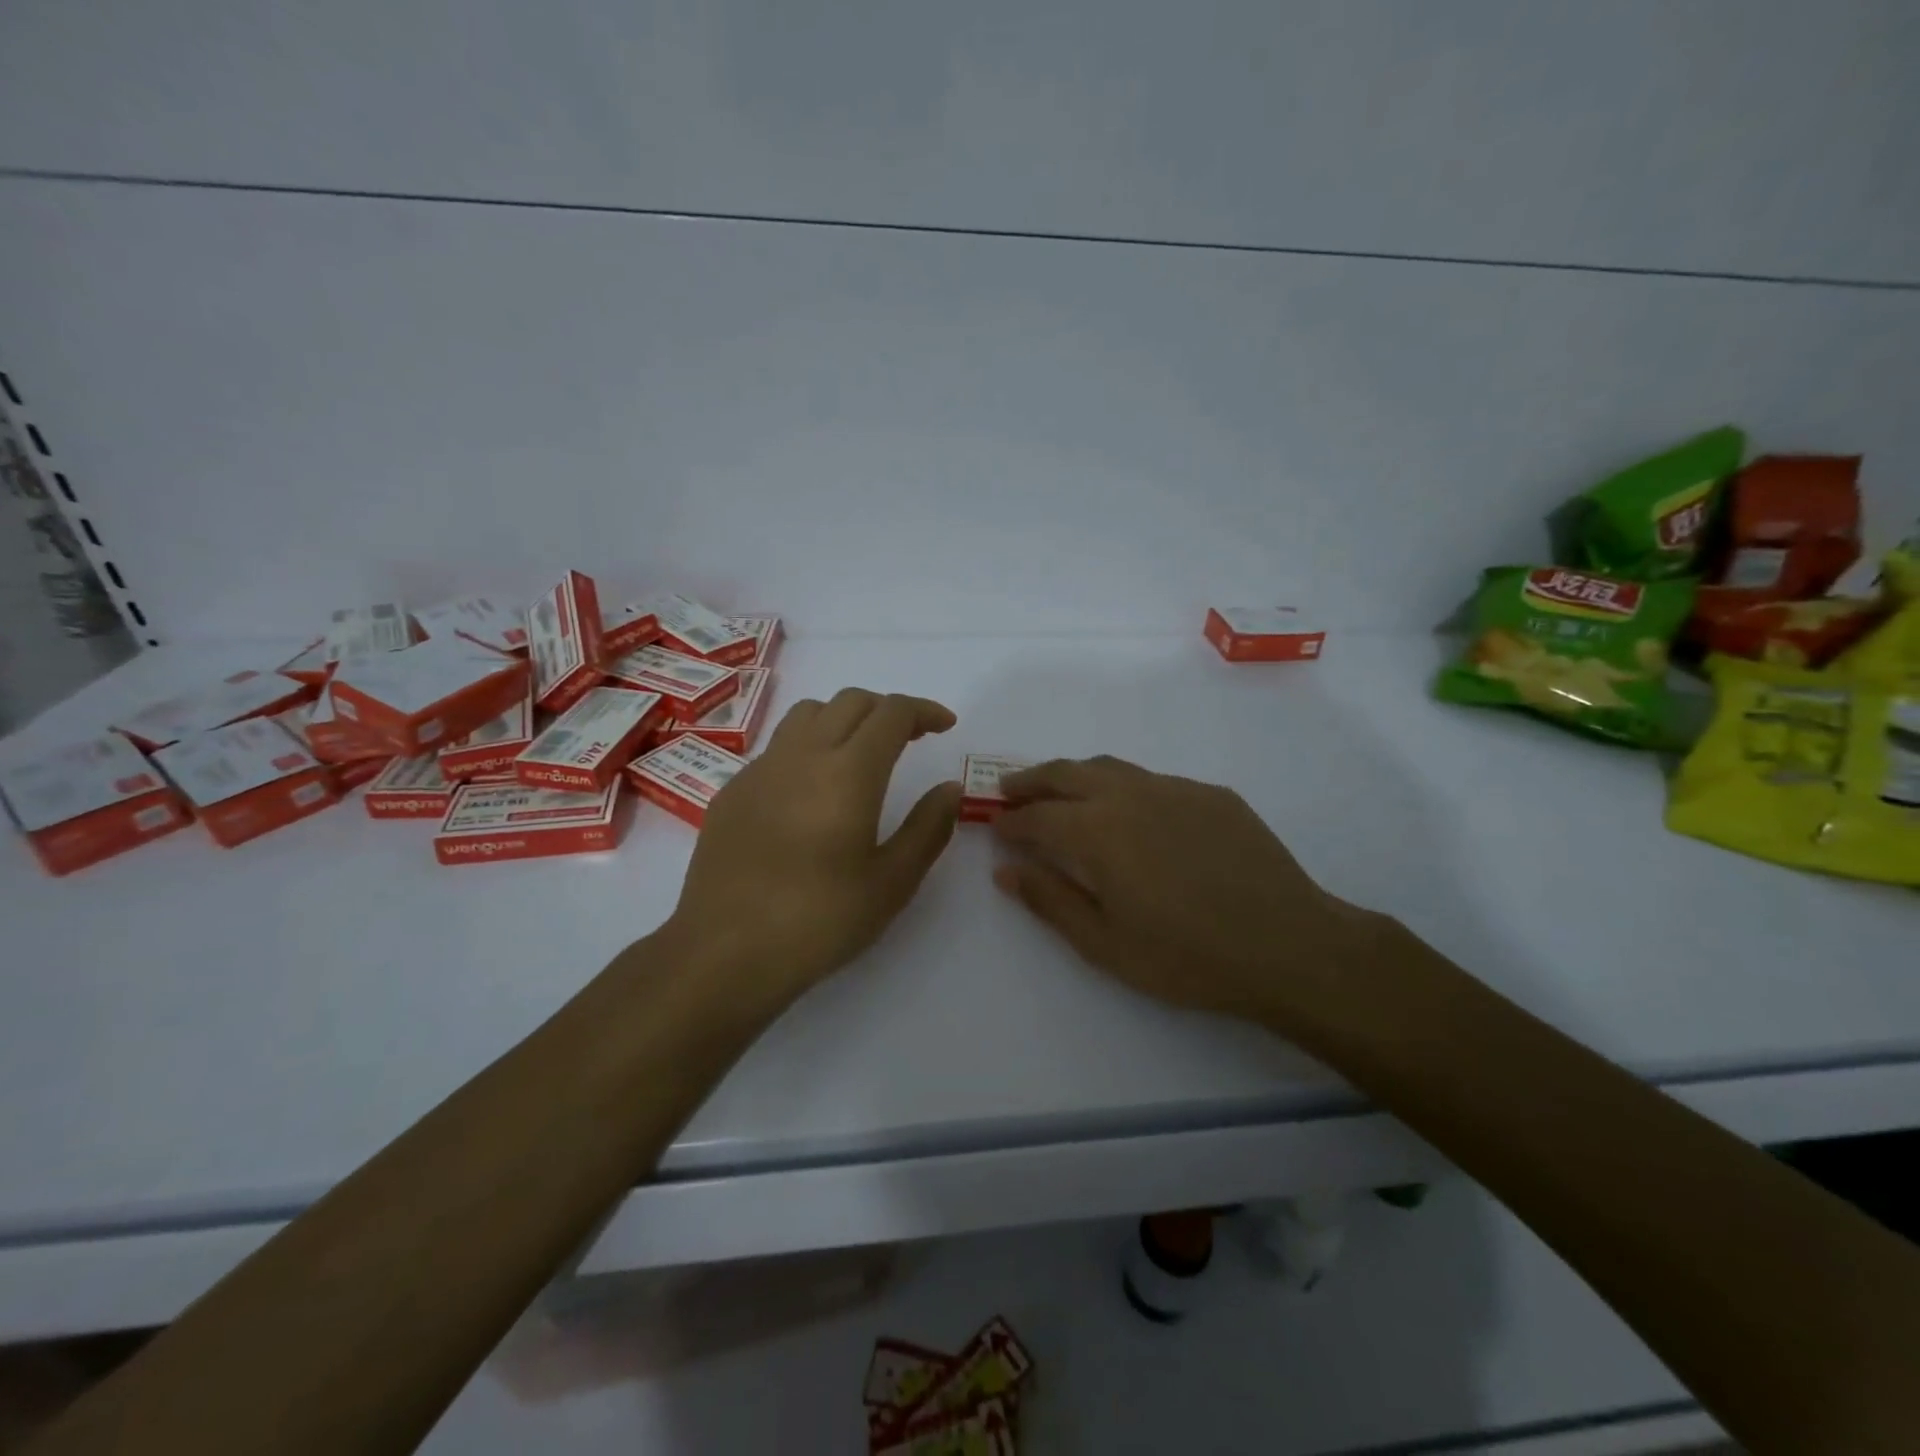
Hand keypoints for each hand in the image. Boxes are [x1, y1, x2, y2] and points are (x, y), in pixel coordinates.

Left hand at [667, 688, 961, 1005]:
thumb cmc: (819, 921)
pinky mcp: (732, 791)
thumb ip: (928, 828)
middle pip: (850, 701)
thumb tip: (949, 788)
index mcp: (849, 772)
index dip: (924, 711)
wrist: (724, 952)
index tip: (945, 726)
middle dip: (887, 710)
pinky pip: (777, 748)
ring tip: (860, 754)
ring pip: (808, 714)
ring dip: (844, 719)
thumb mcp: (892, 882)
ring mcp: (760, 770)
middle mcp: (802, 755)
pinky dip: (807, 748)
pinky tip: (810, 794)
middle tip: (910, 739)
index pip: (892, 713)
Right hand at [992, 756, 1386, 1025]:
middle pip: (1065, 773)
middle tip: (1011, 791)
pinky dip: (1124, 787)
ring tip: (1062, 791)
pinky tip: (1133, 813)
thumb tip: (1005, 870)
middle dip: (1032, 780)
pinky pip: (1153, 780)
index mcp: (1095, 831)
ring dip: (1075, 775)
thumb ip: (1050, 901)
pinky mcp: (1210, 794)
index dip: (1010, 820)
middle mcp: (1128, 795)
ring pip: (1109, 767)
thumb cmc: (1185, 956)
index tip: (995, 825)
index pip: (1036, 816)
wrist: (1287, 945)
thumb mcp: (1104, 943)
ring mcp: (1173, 788)